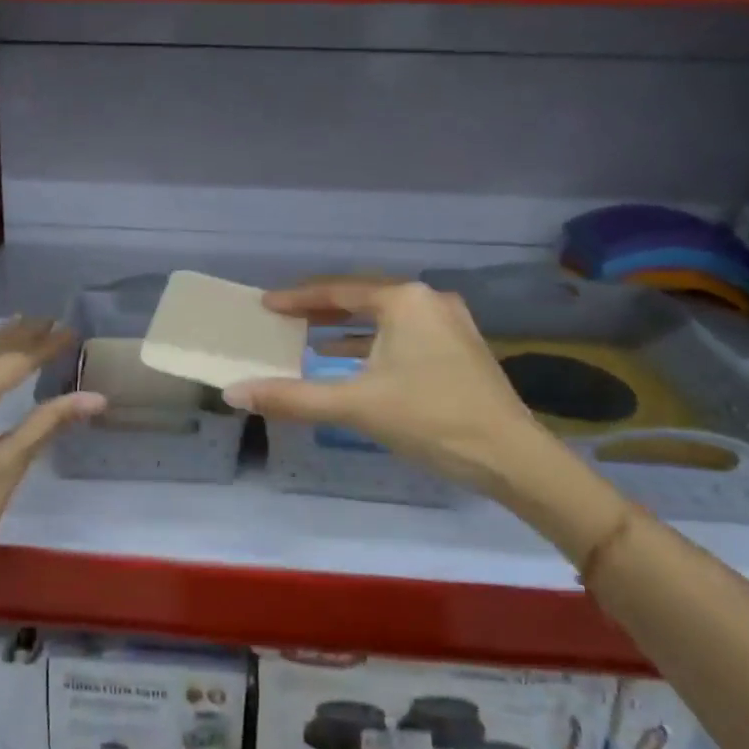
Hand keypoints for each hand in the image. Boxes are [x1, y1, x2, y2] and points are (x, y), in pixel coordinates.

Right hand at [224, 278, 564, 505]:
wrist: (513, 458)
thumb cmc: (431, 420)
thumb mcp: (356, 406)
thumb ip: (294, 397)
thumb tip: (235, 393)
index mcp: (404, 300)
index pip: (338, 290)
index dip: (298, 298)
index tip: (266, 304)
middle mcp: (429, 300)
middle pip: (363, 298)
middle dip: (321, 309)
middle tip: (283, 318)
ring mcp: (450, 323)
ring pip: (385, 317)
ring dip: (348, 326)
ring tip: (309, 335)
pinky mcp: (461, 347)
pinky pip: (404, 333)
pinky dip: (374, 342)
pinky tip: (354, 359)